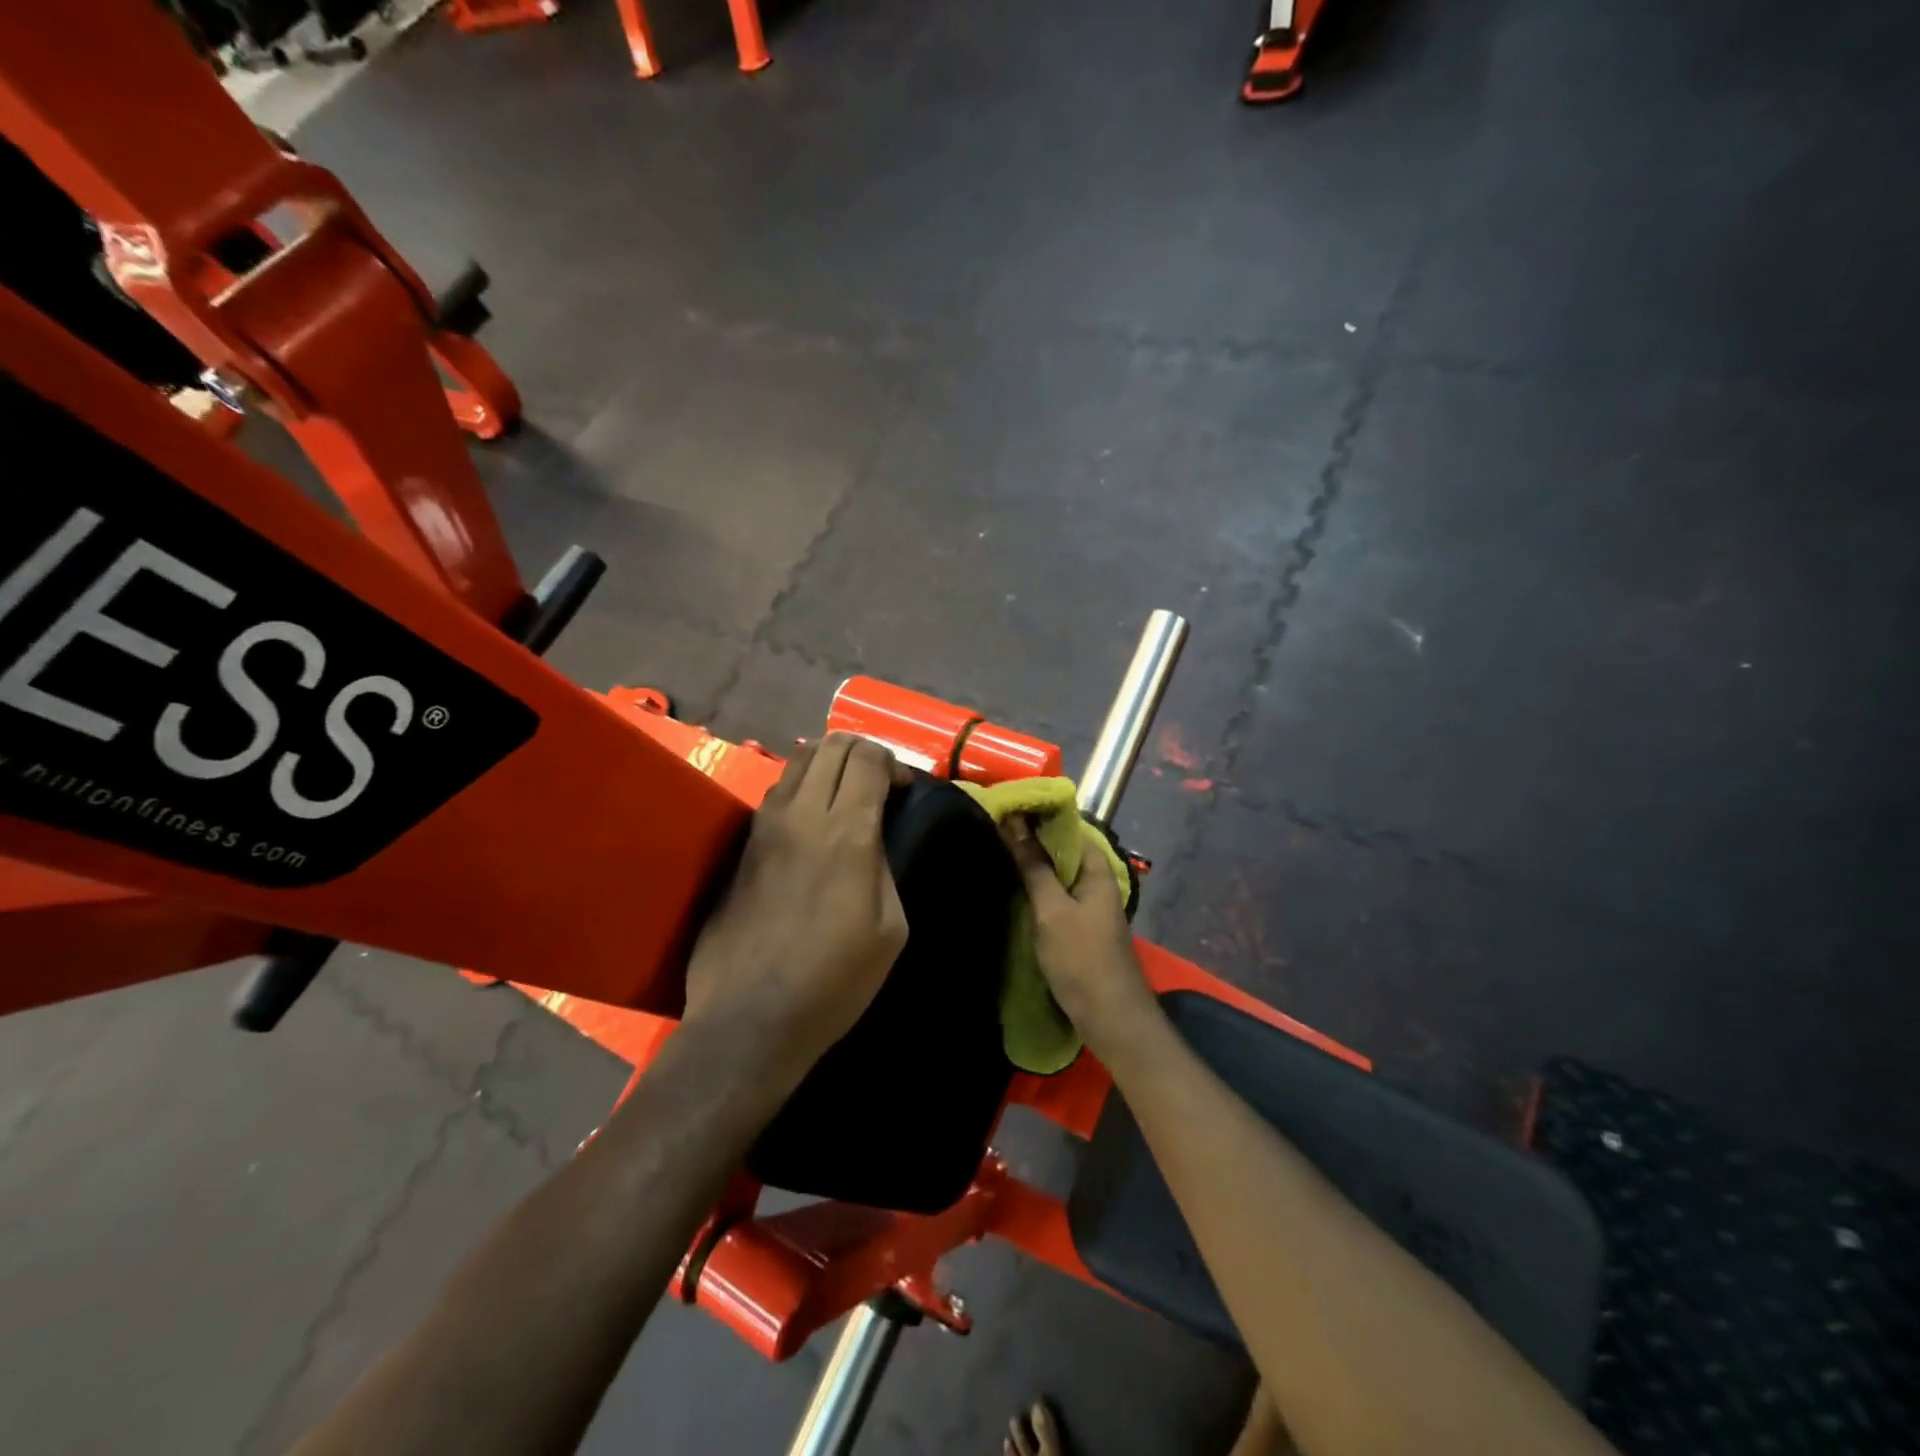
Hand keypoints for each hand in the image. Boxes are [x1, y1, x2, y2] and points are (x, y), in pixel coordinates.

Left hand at [681, 734, 910, 1090]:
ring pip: (797, 760)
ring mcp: (764, 826)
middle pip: (831, 744)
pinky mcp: (742, 844)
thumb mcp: (891, 928)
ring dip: (828, 764)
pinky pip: (777, 791)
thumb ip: (884, 867)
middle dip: (862, 752)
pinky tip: (812, 821)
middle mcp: (801, 815)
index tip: (903, 791)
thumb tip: (872, 839)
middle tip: (878, 785)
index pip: (867, 757)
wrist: (751, 1018)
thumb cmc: (834, 981)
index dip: (893, 763)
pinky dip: (802, 787)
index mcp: (846, 833)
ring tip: (844, 796)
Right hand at [1001, 815, 1157, 1052]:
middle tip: (995, 828)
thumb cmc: (1082, 959)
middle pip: (1063, 849)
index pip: (1068, 827)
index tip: (1007, 808)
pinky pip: (1058, 894)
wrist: (1110, 1018)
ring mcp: (1090, 904)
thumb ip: (1034, 867)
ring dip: (1034, 863)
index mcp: (1097, 869)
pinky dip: (1039, 886)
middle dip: (1032, 839)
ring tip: (998, 851)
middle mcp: (1097, 881)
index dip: (1040, 816)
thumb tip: (1014, 824)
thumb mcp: (1052, 910)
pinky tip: (1015, 887)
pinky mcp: (1081, 925)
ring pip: (1059, 873)